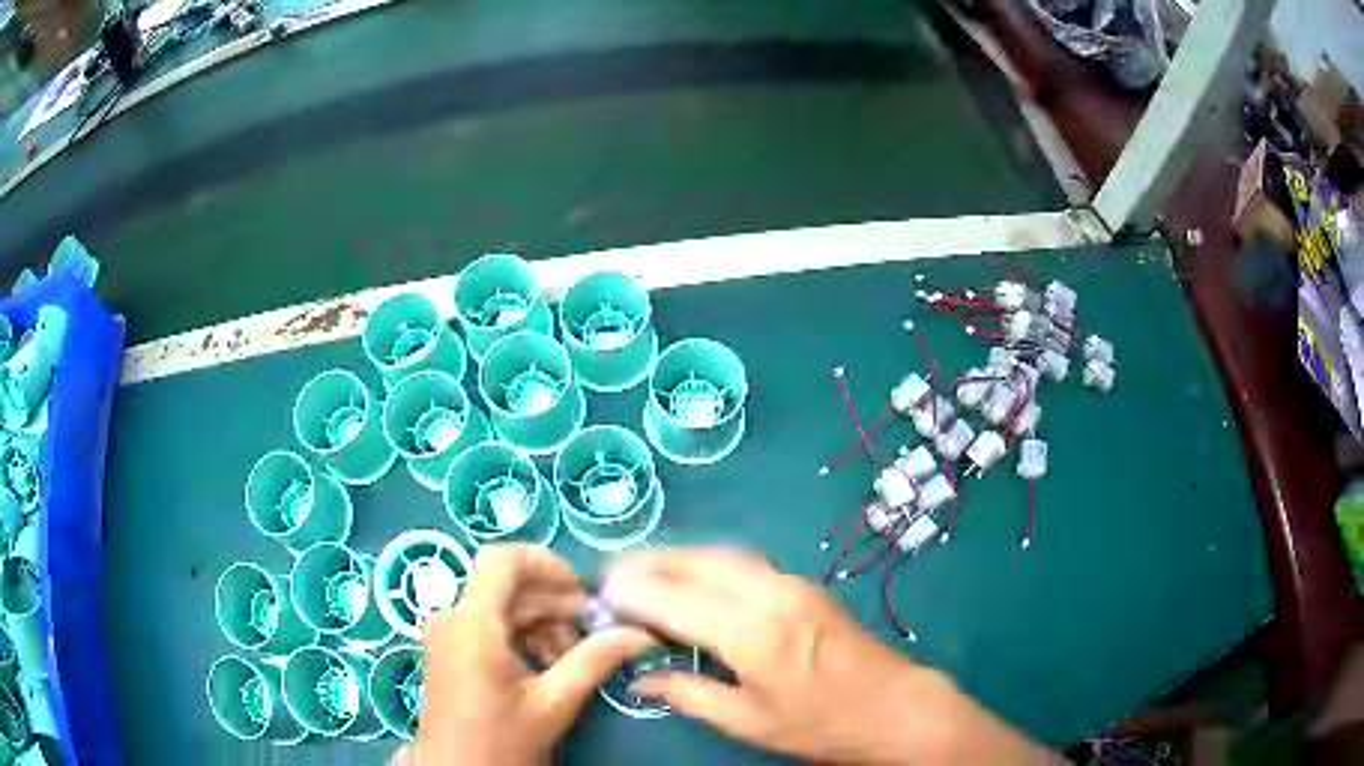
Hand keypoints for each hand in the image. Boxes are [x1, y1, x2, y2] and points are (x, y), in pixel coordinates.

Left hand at [394, 544, 651, 765]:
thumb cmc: (501, 740)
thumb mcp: (554, 702)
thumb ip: (595, 660)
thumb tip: (640, 634)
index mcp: (472, 622)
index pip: (503, 559)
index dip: (547, 564)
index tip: (584, 593)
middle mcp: (452, 617)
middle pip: (507, 585)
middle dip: (553, 604)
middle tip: (591, 635)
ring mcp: (447, 633)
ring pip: (501, 605)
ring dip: (541, 623)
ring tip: (569, 659)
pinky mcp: (450, 649)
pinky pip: (489, 624)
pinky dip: (521, 636)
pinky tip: (545, 665)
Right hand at [602, 549, 1052, 764]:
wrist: (894, 706)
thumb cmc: (821, 724)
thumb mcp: (750, 722)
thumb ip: (690, 694)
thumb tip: (640, 679)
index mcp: (753, 635)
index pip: (677, 601)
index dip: (636, 593)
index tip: (602, 590)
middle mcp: (771, 596)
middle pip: (699, 563)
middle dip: (653, 561)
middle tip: (614, 569)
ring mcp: (793, 584)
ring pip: (723, 555)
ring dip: (680, 556)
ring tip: (646, 567)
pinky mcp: (806, 585)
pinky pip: (745, 562)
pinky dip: (709, 561)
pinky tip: (695, 576)